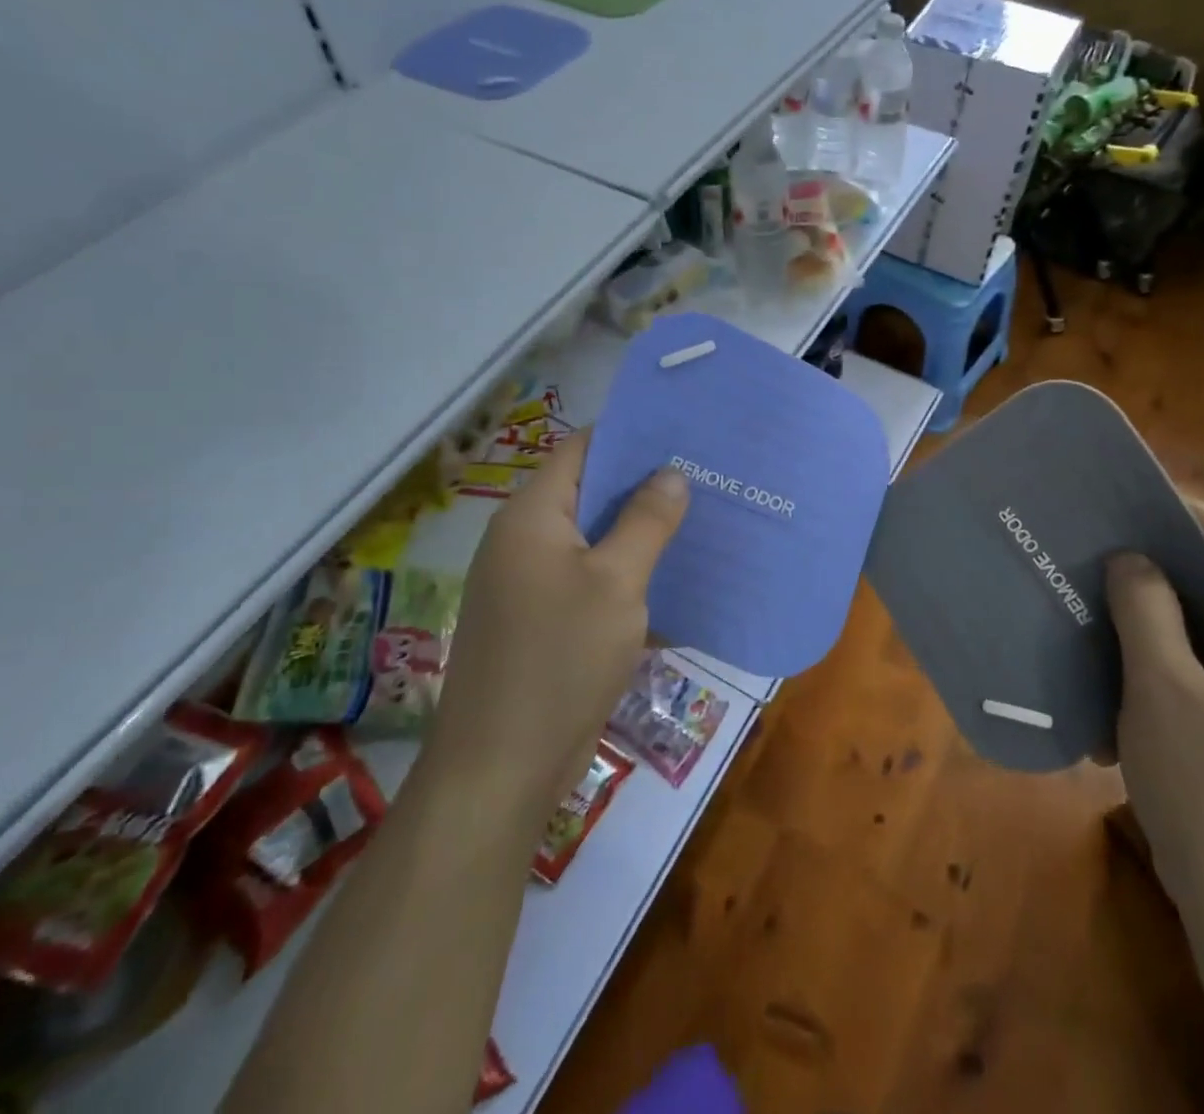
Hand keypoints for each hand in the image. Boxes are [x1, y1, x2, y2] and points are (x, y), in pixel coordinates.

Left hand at [431, 432, 688, 813]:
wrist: (500, 769)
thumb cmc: (559, 660)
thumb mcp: (616, 583)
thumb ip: (646, 521)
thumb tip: (671, 473)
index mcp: (531, 516)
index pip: (582, 448)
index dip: (630, 436)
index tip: (683, 434)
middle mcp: (522, 540)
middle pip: (587, 492)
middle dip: (643, 484)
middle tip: (703, 478)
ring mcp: (527, 583)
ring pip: (590, 538)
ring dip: (636, 531)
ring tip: (696, 520)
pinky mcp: (538, 620)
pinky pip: (586, 578)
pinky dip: (623, 571)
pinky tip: (668, 577)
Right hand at [1107, 502, 1203, 945]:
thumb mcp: (1163, 689)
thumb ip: (1146, 611)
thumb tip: (1131, 558)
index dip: (1192, 518)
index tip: (1130, 508)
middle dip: (1161, 570)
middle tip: (1100, 553)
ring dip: (1151, 624)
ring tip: (1096, 611)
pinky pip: (1202, 679)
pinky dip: (1158, 670)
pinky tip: (1111, 686)